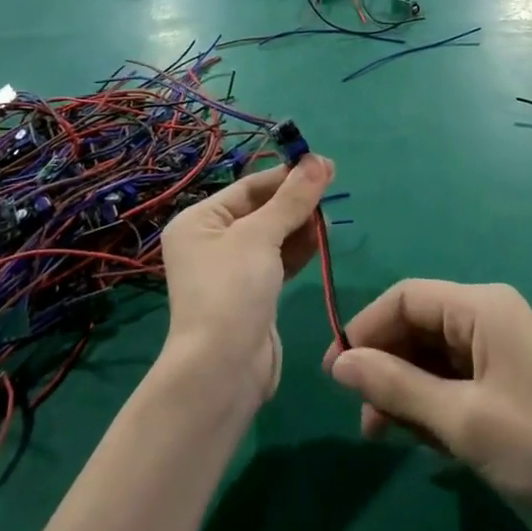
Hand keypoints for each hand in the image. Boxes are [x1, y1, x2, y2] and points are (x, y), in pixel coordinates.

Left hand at [160, 154, 333, 402]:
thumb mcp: (260, 237)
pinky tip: (321, 237)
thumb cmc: (231, 291)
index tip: (322, 164)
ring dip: (300, 223)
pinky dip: (298, 249)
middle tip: (333, 185)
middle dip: (295, 200)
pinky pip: (277, 262)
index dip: (285, 175)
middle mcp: (211, 242)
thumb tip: (318, 160)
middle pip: (260, 210)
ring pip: (272, 236)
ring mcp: (232, 271)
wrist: (223, 370)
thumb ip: (292, 199)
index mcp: (198, 221)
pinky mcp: (253, 295)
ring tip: (330, 212)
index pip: (247, 187)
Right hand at [326, 281, 531, 530]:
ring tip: (385, 438)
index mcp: (480, 307)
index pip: (404, 298)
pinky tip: (421, 443)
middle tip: (364, 420)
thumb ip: (396, 386)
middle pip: (416, 326)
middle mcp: (487, 317)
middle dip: (384, 367)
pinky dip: (431, 406)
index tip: (335, 375)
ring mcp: (499, 351)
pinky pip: (453, 381)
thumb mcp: (462, 421)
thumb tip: (338, 362)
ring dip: (404, 392)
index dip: (365, 330)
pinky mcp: (506, 383)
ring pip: (431, 358)